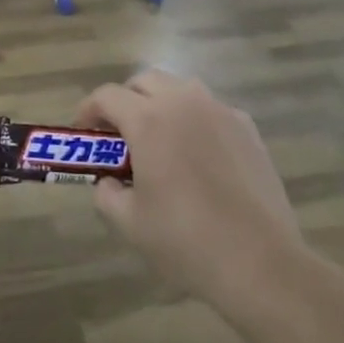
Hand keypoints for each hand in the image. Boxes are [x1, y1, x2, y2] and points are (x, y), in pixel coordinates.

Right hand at [76, 70, 308, 313]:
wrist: (260, 261)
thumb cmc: (185, 240)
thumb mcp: (129, 222)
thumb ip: (106, 194)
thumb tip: (108, 182)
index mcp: (148, 119)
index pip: (107, 95)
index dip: (89, 109)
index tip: (83, 131)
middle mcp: (183, 102)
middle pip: (144, 81)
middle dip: (126, 100)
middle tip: (119, 133)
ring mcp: (219, 111)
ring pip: (180, 89)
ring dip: (161, 103)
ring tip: (159, 139)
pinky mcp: (247, 128)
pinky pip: (210, 110)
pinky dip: (194, 120)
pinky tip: (197, 155)